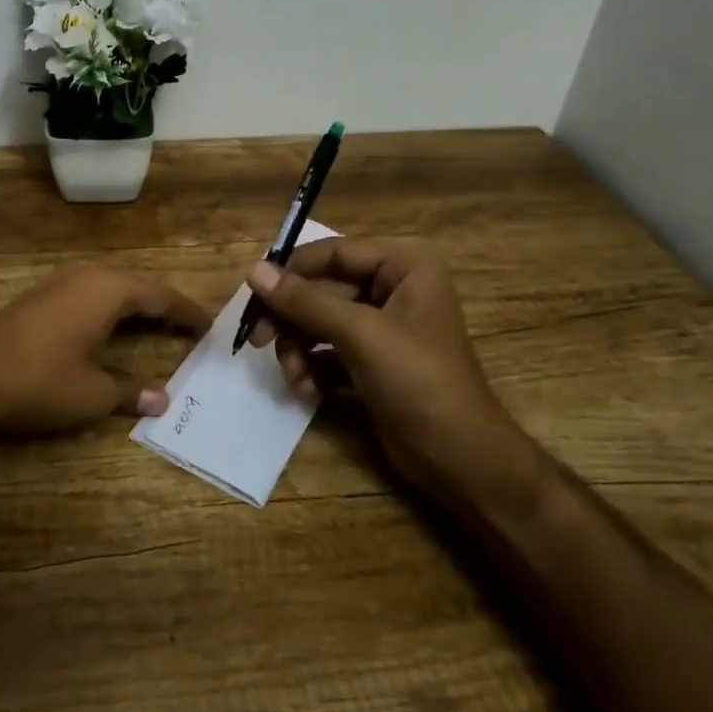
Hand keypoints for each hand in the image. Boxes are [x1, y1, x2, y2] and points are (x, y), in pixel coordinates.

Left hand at [0, 266, 211, 440]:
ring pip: (112, 287)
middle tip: (189, 328)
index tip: (211, 327)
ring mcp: (60, 283)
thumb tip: (163, 398)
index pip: (161, 295)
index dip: (188, 313)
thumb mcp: (92, 393)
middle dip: (165, 306)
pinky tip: (111, 329)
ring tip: (157, 326)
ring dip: (136, 305)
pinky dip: (111, 309)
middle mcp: (87, 276)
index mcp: (108, 290)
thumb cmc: (39, 381)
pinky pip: (90, 294)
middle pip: (138, 285)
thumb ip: (131, 391)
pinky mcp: (40, 297)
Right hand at [244, 239, 527, 493]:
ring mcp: (383, 327)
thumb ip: (305, 301)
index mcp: (404, 266)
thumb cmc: (418, 382)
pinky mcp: (372, 361)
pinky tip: (309, 391)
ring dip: (298, 348)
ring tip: (294, 377)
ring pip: (319, 321)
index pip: (333, 253)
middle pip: (322, 288)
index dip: (291, 271)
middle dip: (292, 319)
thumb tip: (254, 271)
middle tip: (257, 340)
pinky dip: (312, 368)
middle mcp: (394, 288)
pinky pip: (328, 350)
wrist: (459, 459)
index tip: (253, 296)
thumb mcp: (360, 334)